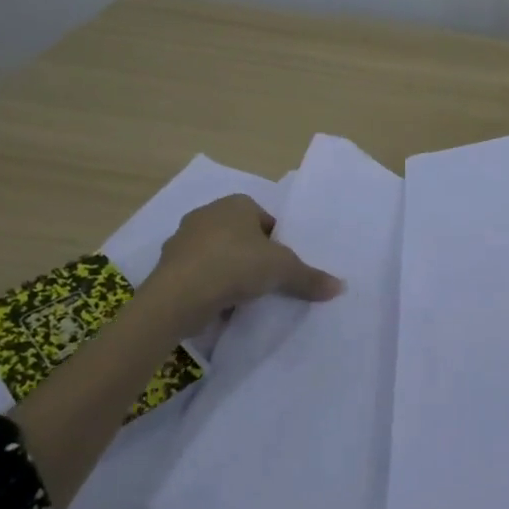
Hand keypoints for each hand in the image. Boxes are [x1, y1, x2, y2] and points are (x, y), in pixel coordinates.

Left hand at [140, 194, 342, 337]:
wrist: (179, 296)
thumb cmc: (236, 266)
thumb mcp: (284, 270)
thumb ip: (310, 277)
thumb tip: (340, 287)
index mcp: (236, 204)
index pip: (266, 220)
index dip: (278, 243)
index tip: (283, 267)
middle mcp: (207, 213)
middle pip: (241, 236)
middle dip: (253, 256)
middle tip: (268, 281)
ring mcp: (183, 239)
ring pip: (217, 254)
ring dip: (230, 272)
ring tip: (245, 297)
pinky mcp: (168, 266)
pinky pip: (198, 273)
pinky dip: (210, 286)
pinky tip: (221, 305)